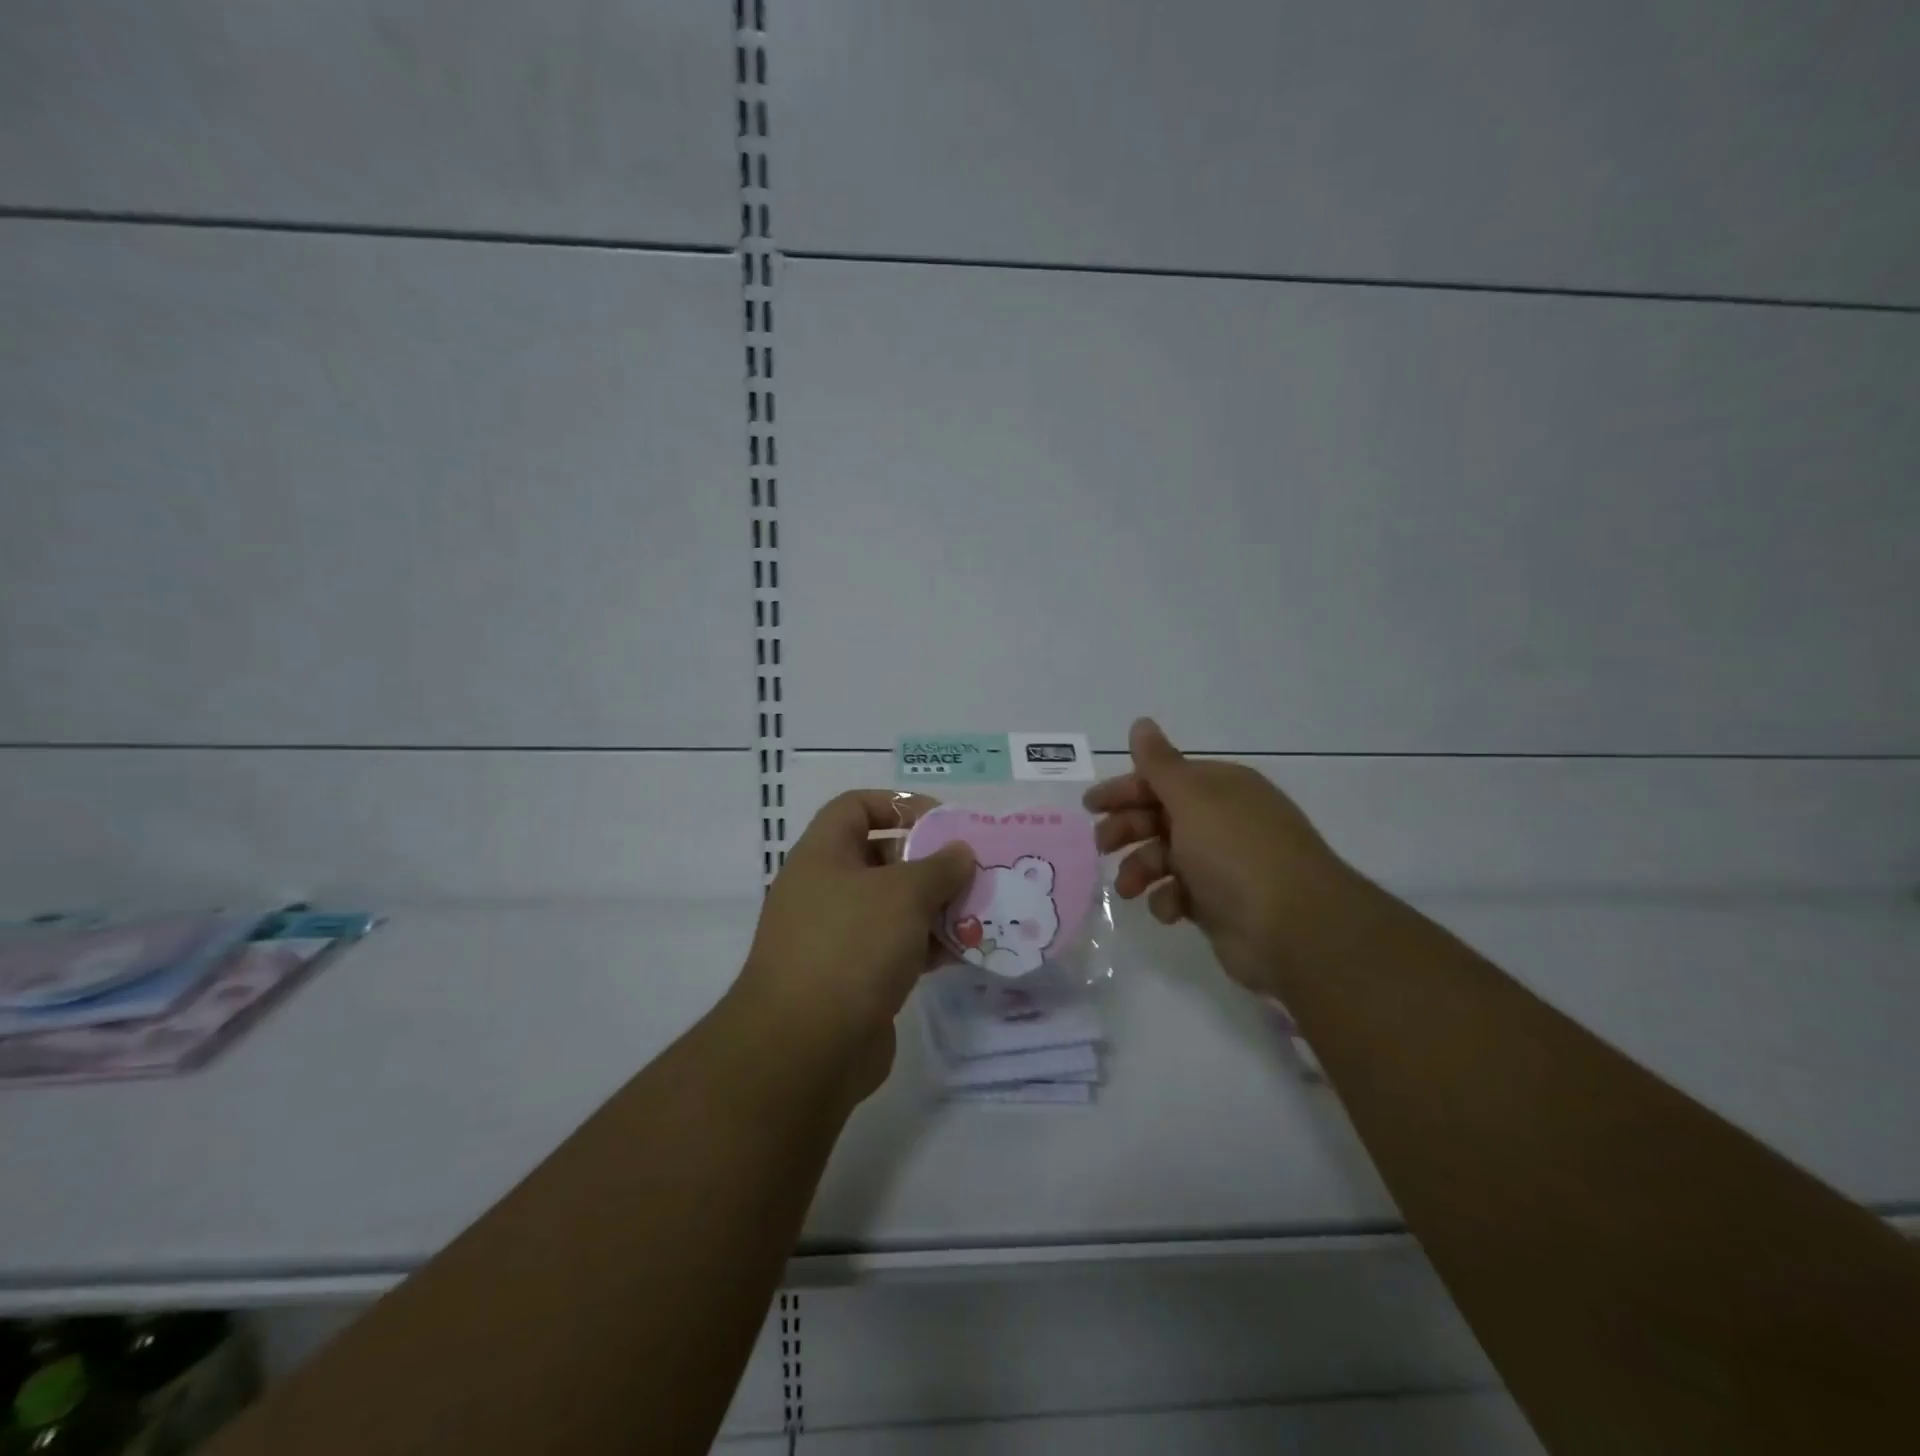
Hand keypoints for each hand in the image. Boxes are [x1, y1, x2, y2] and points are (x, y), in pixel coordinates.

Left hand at [736, 791, 973, 1098]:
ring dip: (937, 907)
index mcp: (823, 855)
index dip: (899, 805)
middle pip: (882, 857)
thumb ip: (938, 867)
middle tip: (974, 871)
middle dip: (930, 862)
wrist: (804, 1049)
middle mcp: (826, 889)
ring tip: (982, 911)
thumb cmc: (851, 947)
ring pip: (894, 907)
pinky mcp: (854, 978)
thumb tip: (959, 852)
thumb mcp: (903, 895)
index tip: (944, 823)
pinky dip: (928, 945)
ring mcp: (838, 936)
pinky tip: (966, 950)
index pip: (856, 806)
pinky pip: (897, 947)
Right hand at [1086, 718, 1357, 996]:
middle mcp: (1222, 820)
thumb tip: (1141, 722)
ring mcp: (1223, 864)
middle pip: (1160, 816)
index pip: (1162, 779)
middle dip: (1128, 829)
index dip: (1125, 789)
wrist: (1294, 929)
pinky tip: (1168, 910)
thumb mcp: (1193, 799)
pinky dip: (1168, 900)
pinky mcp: (1221, 904)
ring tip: (1128, 888)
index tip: (1090, 806)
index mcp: (1220, 788)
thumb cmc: (1236, 853)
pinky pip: (1181, 894)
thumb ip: (1160, 764)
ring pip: (1165, 857)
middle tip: (1101, 846)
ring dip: (1141, 868)